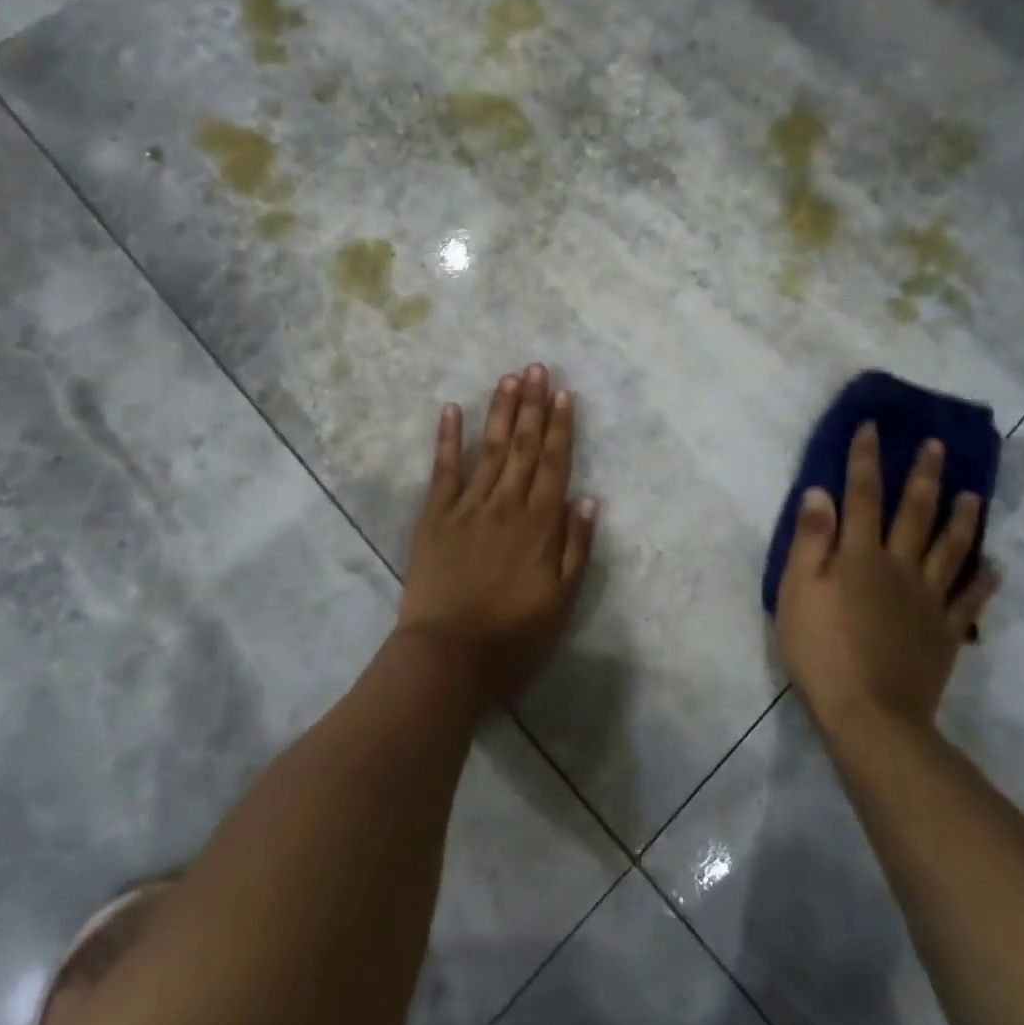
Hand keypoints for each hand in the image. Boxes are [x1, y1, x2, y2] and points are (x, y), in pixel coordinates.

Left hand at [397, 365, 598, 703]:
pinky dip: (448, 438)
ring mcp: (467, 506)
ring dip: (500, 412)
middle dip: (532, 405)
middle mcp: (506, 504)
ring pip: (490, 449)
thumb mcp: (561, 601)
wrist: (448, 656)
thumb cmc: (512, 636)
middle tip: (537, 368)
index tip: (564, 393)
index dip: (560, 427)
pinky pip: (444, 470)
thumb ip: (576, 548)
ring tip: (509, 378)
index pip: (554, 463)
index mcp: (539, 524)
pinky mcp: (435, 516)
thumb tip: (588, 498)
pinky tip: (451, 410)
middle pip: (523, 446)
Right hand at [775, 423, 999, 742]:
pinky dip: (984, 581)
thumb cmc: (821, 648)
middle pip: (915, 513)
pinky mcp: (945, 631)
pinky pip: (969, 600)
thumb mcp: (798, 590)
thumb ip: (811, 540)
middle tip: (937, 445)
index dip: (865, 458)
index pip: (861, 494)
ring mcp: (928, 599)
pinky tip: (995, 567)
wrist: (870, 713)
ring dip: (962, 519)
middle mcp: (899, 566)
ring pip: (951, 549)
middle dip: (923, 475)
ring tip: (973, 493)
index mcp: (860, 555)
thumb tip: (820, 492)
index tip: (872, 427)